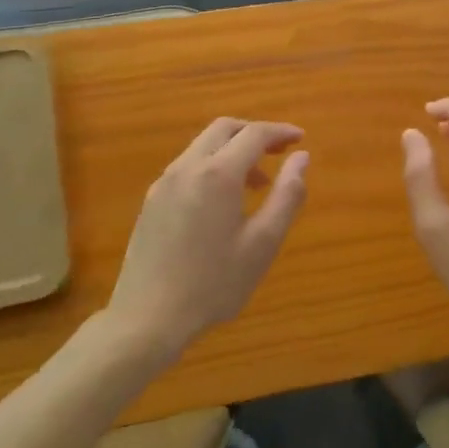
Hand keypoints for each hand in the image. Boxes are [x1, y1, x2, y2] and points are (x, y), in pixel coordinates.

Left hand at [106, 119, 308, 359]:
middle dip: (255, 133)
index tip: (300, 139)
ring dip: (233, 150)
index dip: (280, 132)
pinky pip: (188, 166)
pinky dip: (213, 165)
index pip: (254, 134)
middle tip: (280, 151)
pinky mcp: (152, 200)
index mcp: (218, 174)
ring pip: (203, 145)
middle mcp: (187, 167)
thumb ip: (287, 195)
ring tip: (257, 183)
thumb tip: (301, 157)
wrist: (147, 318)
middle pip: (224, 129)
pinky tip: (224, 200)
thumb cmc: (214, 284)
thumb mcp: (263, 243)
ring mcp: (165, 183)